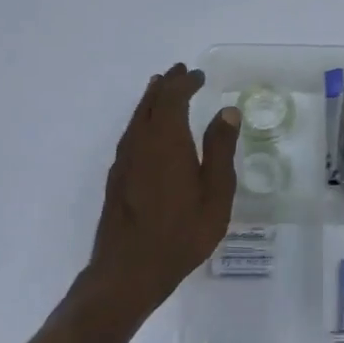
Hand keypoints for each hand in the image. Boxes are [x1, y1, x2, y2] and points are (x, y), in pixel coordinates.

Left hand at [80, 63, 240, 322]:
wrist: (129, 270)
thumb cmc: (182, 233)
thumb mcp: (215, 193)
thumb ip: (220, 150)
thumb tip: (226, 112)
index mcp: (166, 140)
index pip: (172, 97)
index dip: (184, 82)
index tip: (198, 75)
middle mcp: (140, 142)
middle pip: (150, 102)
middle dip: (166, 85)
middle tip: (180, 72)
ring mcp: (124, 160)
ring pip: (136, 118)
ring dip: (151, 100)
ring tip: (161, 89)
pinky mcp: (117, 177)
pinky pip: (131, 134)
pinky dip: (142, 120)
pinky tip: (148, 130)